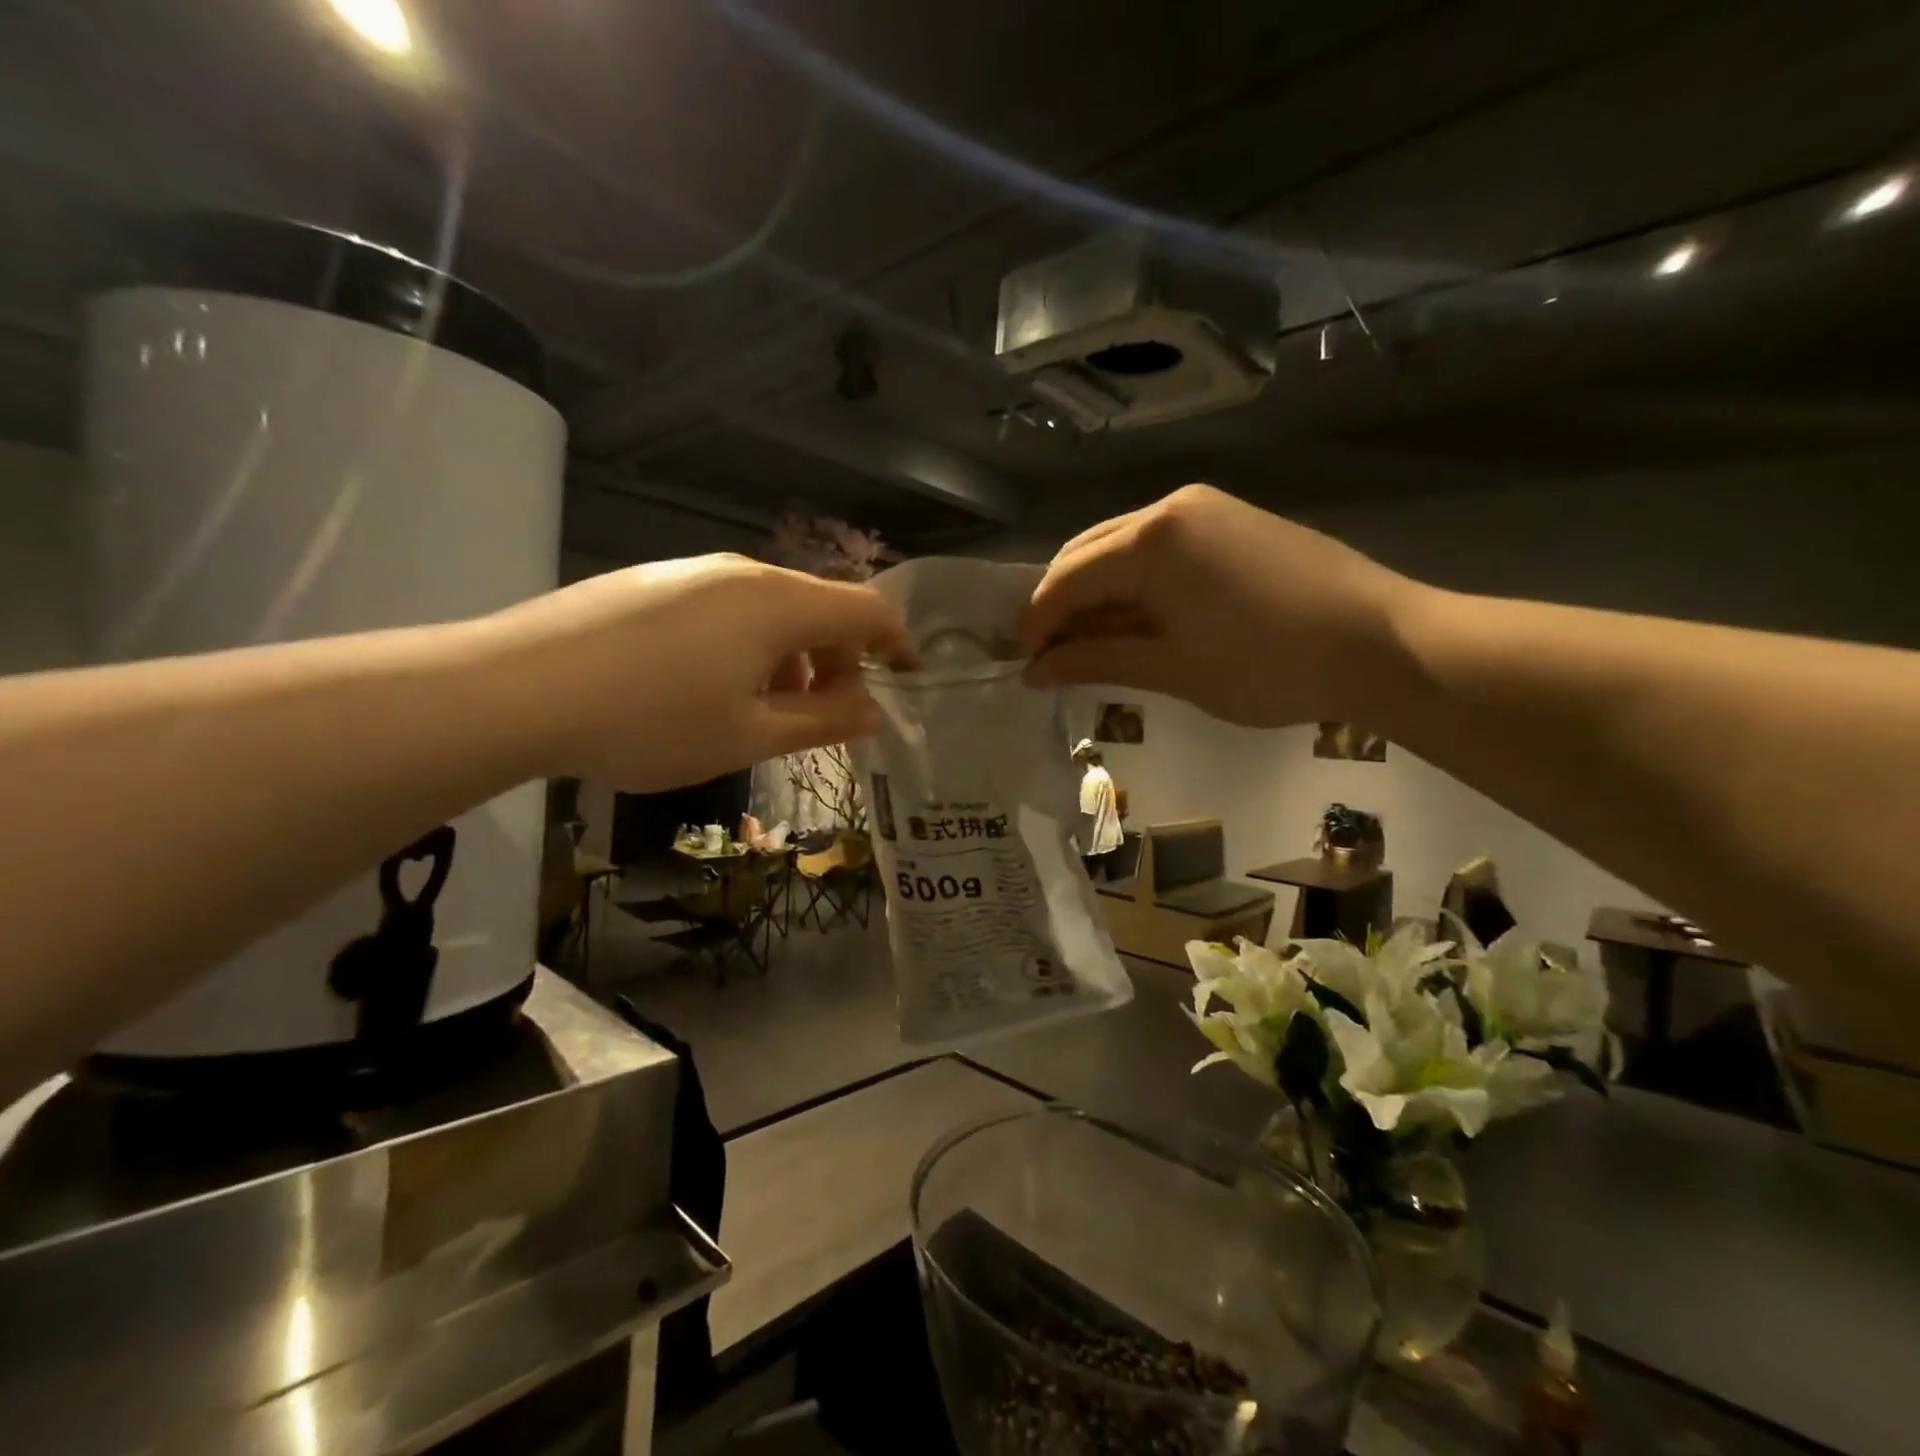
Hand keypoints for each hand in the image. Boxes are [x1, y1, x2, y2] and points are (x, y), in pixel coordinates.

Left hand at [489, 555, 913, 790]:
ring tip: (768, 711)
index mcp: (780, 605)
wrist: (514, 688)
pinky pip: (730, 609)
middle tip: (830, 716)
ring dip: (794, 658)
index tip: (908, 683)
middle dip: (842, 660)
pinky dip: (751, 647)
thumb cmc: (650, 721)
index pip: (869, 610)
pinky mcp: (655, 582)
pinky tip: (712, 689)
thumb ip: (823, 722)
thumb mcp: (750, 735)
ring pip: (774, 610)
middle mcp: (745, 573)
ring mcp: (695, 572)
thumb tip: (872, 712)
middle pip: (822, 607)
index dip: (899, 645)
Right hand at [1021, 485, 1415, 728]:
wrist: (1382, 643)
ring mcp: (1205, 508)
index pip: (1067, 578)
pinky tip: (1138, 619)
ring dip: (1098, 594)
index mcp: (1149, 540)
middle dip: (1062, 605)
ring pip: (1123, 548)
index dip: (1037, 622)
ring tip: (1091, 644)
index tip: (1023, 664)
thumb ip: (1096, 660)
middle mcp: (1170, 508)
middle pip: (1089, 553)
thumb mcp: (1171, 668)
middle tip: (1051, 657)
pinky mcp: (1232, 520)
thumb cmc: (1267, 664)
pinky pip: (1160, 548)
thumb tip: (1036, 670)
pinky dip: (1135, 584)